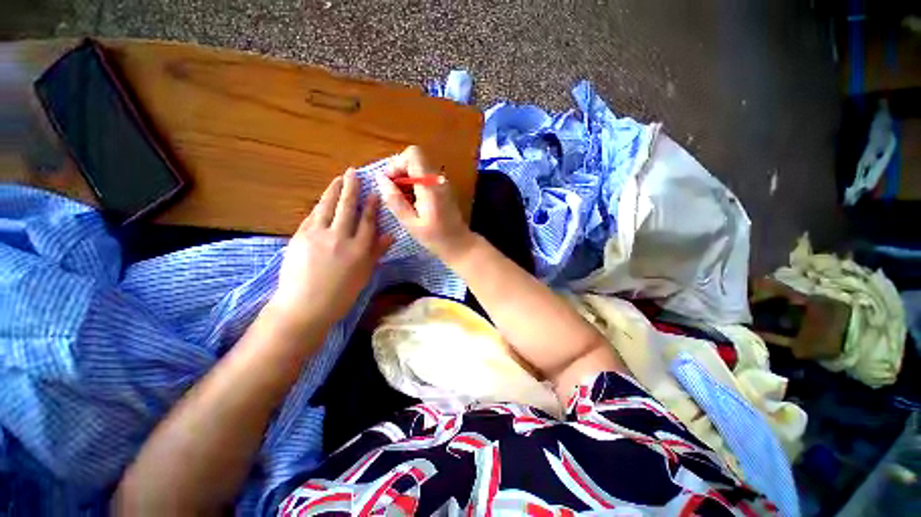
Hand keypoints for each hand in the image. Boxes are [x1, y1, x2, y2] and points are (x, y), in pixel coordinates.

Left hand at [269, 169, 392, 331]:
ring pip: (328, 206)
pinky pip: (312, 216)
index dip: (371, 205)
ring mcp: (318, 235)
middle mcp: (341, 237)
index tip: (373, 192)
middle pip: (347, 207)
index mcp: (360, 249)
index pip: (368, 220)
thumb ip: (377, 252)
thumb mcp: (365, 274)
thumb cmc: (340, 295)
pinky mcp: (300, 236)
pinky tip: (323, 200)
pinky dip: (319, 206)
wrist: (304, 307)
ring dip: (333, 190)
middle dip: (351, 188)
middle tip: (353, 172)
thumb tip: (390, 234)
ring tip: (338, 178)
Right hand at [378, 146, 475, 263]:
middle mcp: (438, 179)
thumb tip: (380, 179)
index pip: (413, 155)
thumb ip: (395, 200)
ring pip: (419, 168)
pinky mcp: (443, 188)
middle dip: (400, 172)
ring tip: (402, 200)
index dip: (397, 164)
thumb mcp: (411, 223)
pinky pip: (425, 177)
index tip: (389, 182)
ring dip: (406, 179)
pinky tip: (412, 202)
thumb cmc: (435, 237)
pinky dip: (414, 184)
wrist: (459, 244)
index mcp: (430, 185)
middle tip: (393, 193)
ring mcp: (443, 182)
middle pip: (415, 159)